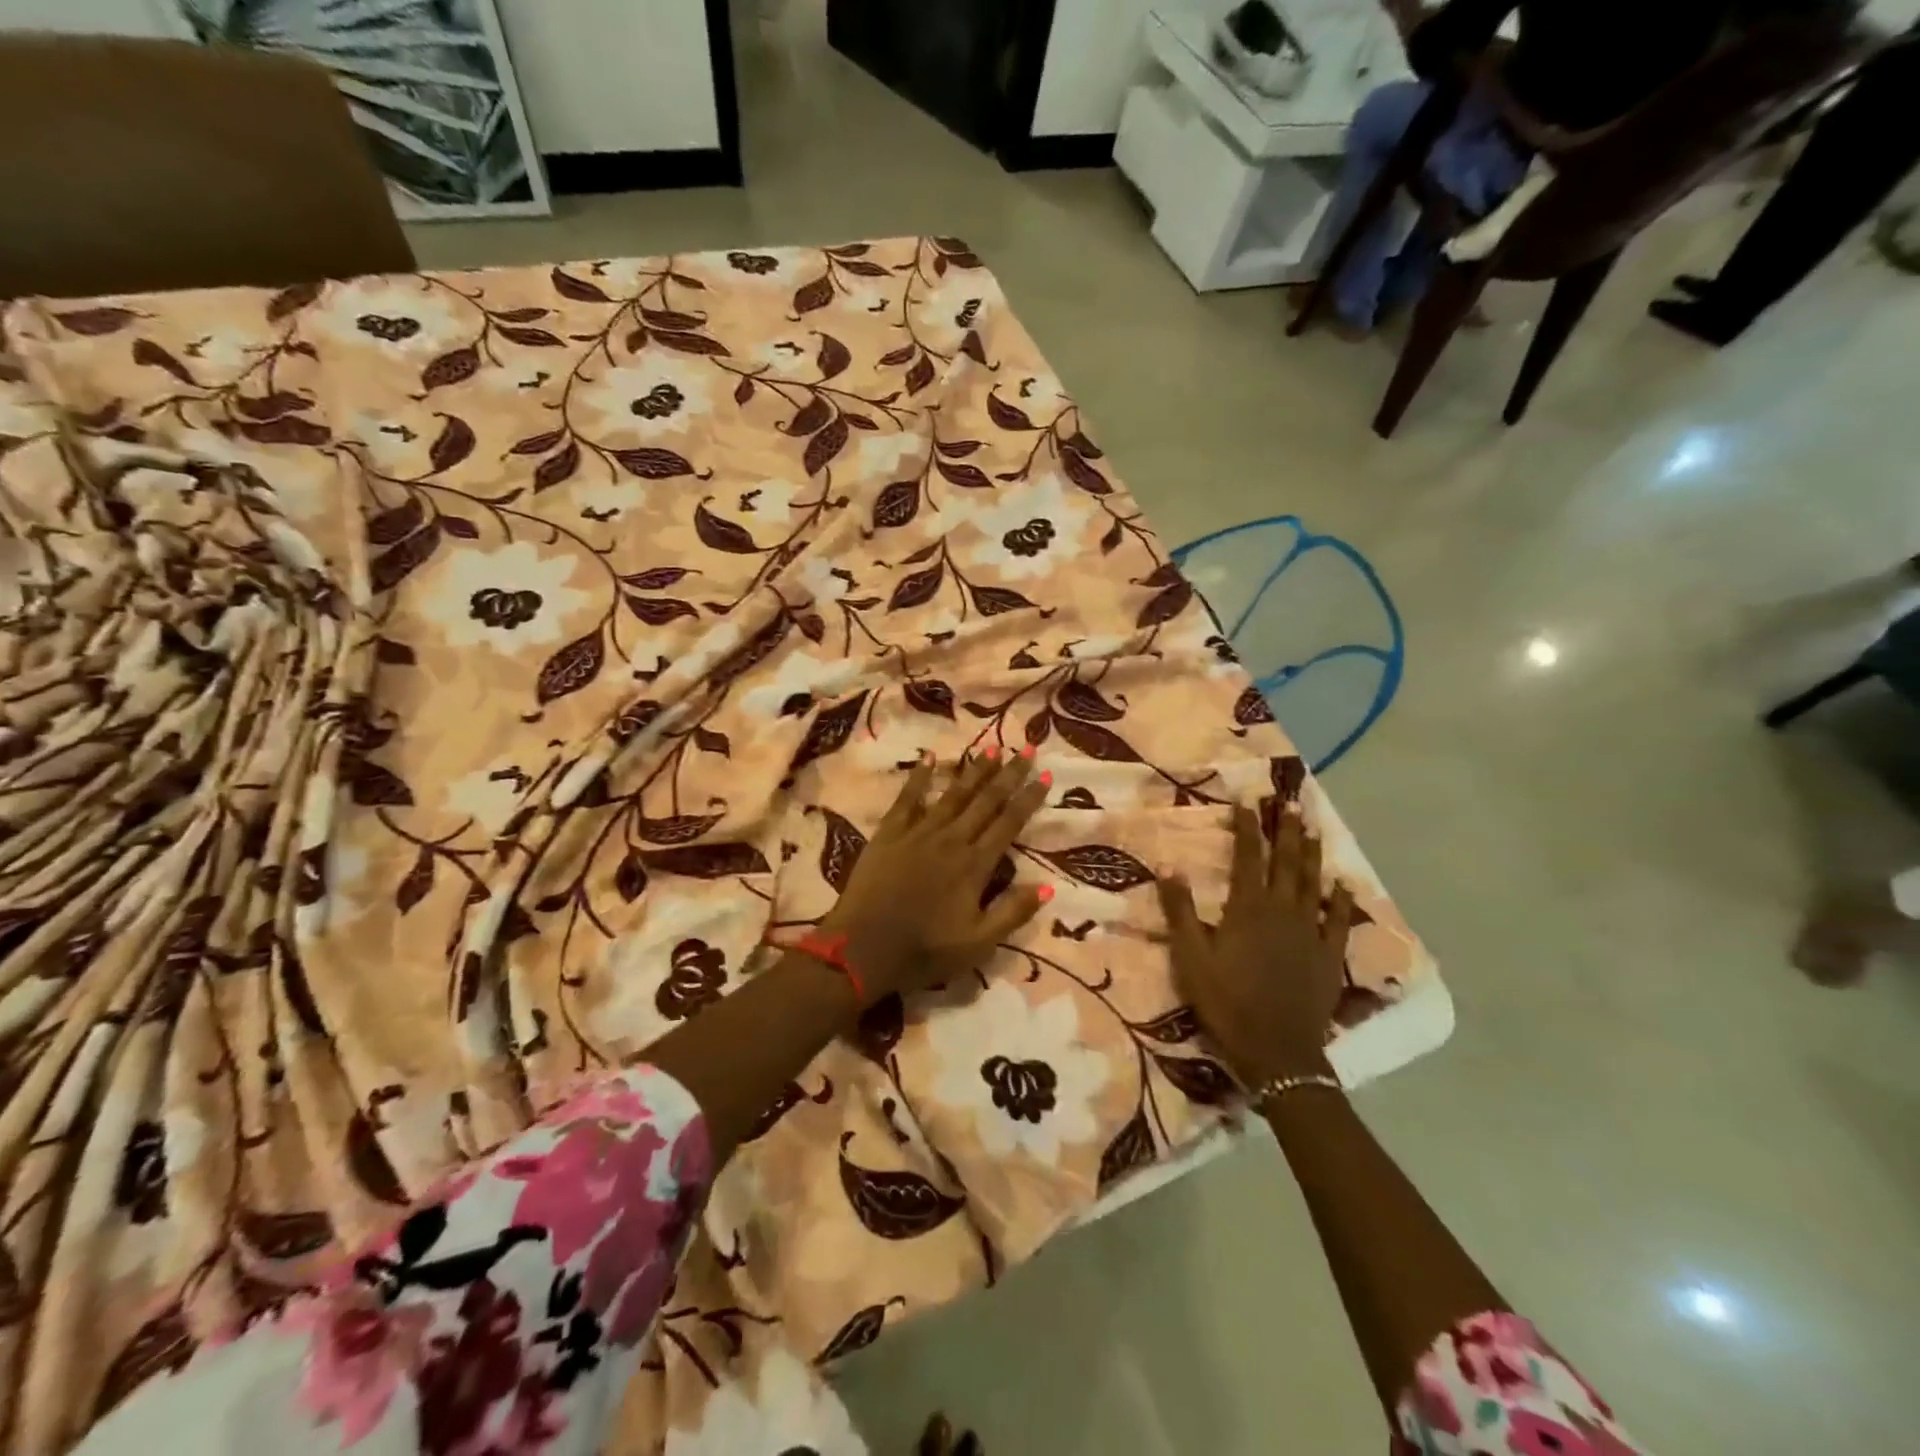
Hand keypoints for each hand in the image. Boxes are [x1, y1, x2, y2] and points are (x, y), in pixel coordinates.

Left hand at [818, 750, 1050, 1001]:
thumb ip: (1012, 912)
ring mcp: (918, 833)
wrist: (863, 948)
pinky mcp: (889, 833)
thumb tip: (1048, 886)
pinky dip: (920, 777)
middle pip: (985, 800)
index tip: (1045, 775)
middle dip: (1008, 774)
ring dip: (974, 770)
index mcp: (975, 865)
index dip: (1028, 799)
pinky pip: (908, 798)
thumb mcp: (978, 944)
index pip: (1009, 823)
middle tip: (1027, 748)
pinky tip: (929, 758)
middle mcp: (951, 840)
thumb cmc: (924, 950)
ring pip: (953, 794)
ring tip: (991, 747)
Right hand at [1156, 804, 1354, 1086]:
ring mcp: (1310, 932)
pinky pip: (1339, 921)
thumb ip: (1181, 910)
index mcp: (1248, 908)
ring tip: (1311, 827)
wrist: (1276, 1051)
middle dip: (1285, 830)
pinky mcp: (1329, 956)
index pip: (1248, 857)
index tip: (1249, 801)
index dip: (1248, 828)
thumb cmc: (1226, 1002)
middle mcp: (1282, 910)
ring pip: (1312, 883)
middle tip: (1289, 802)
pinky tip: (1344, 884)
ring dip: (1311, 853)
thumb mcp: (1191, 957)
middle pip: (1285, 862)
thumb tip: (1169, 866)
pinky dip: (1342, 900)